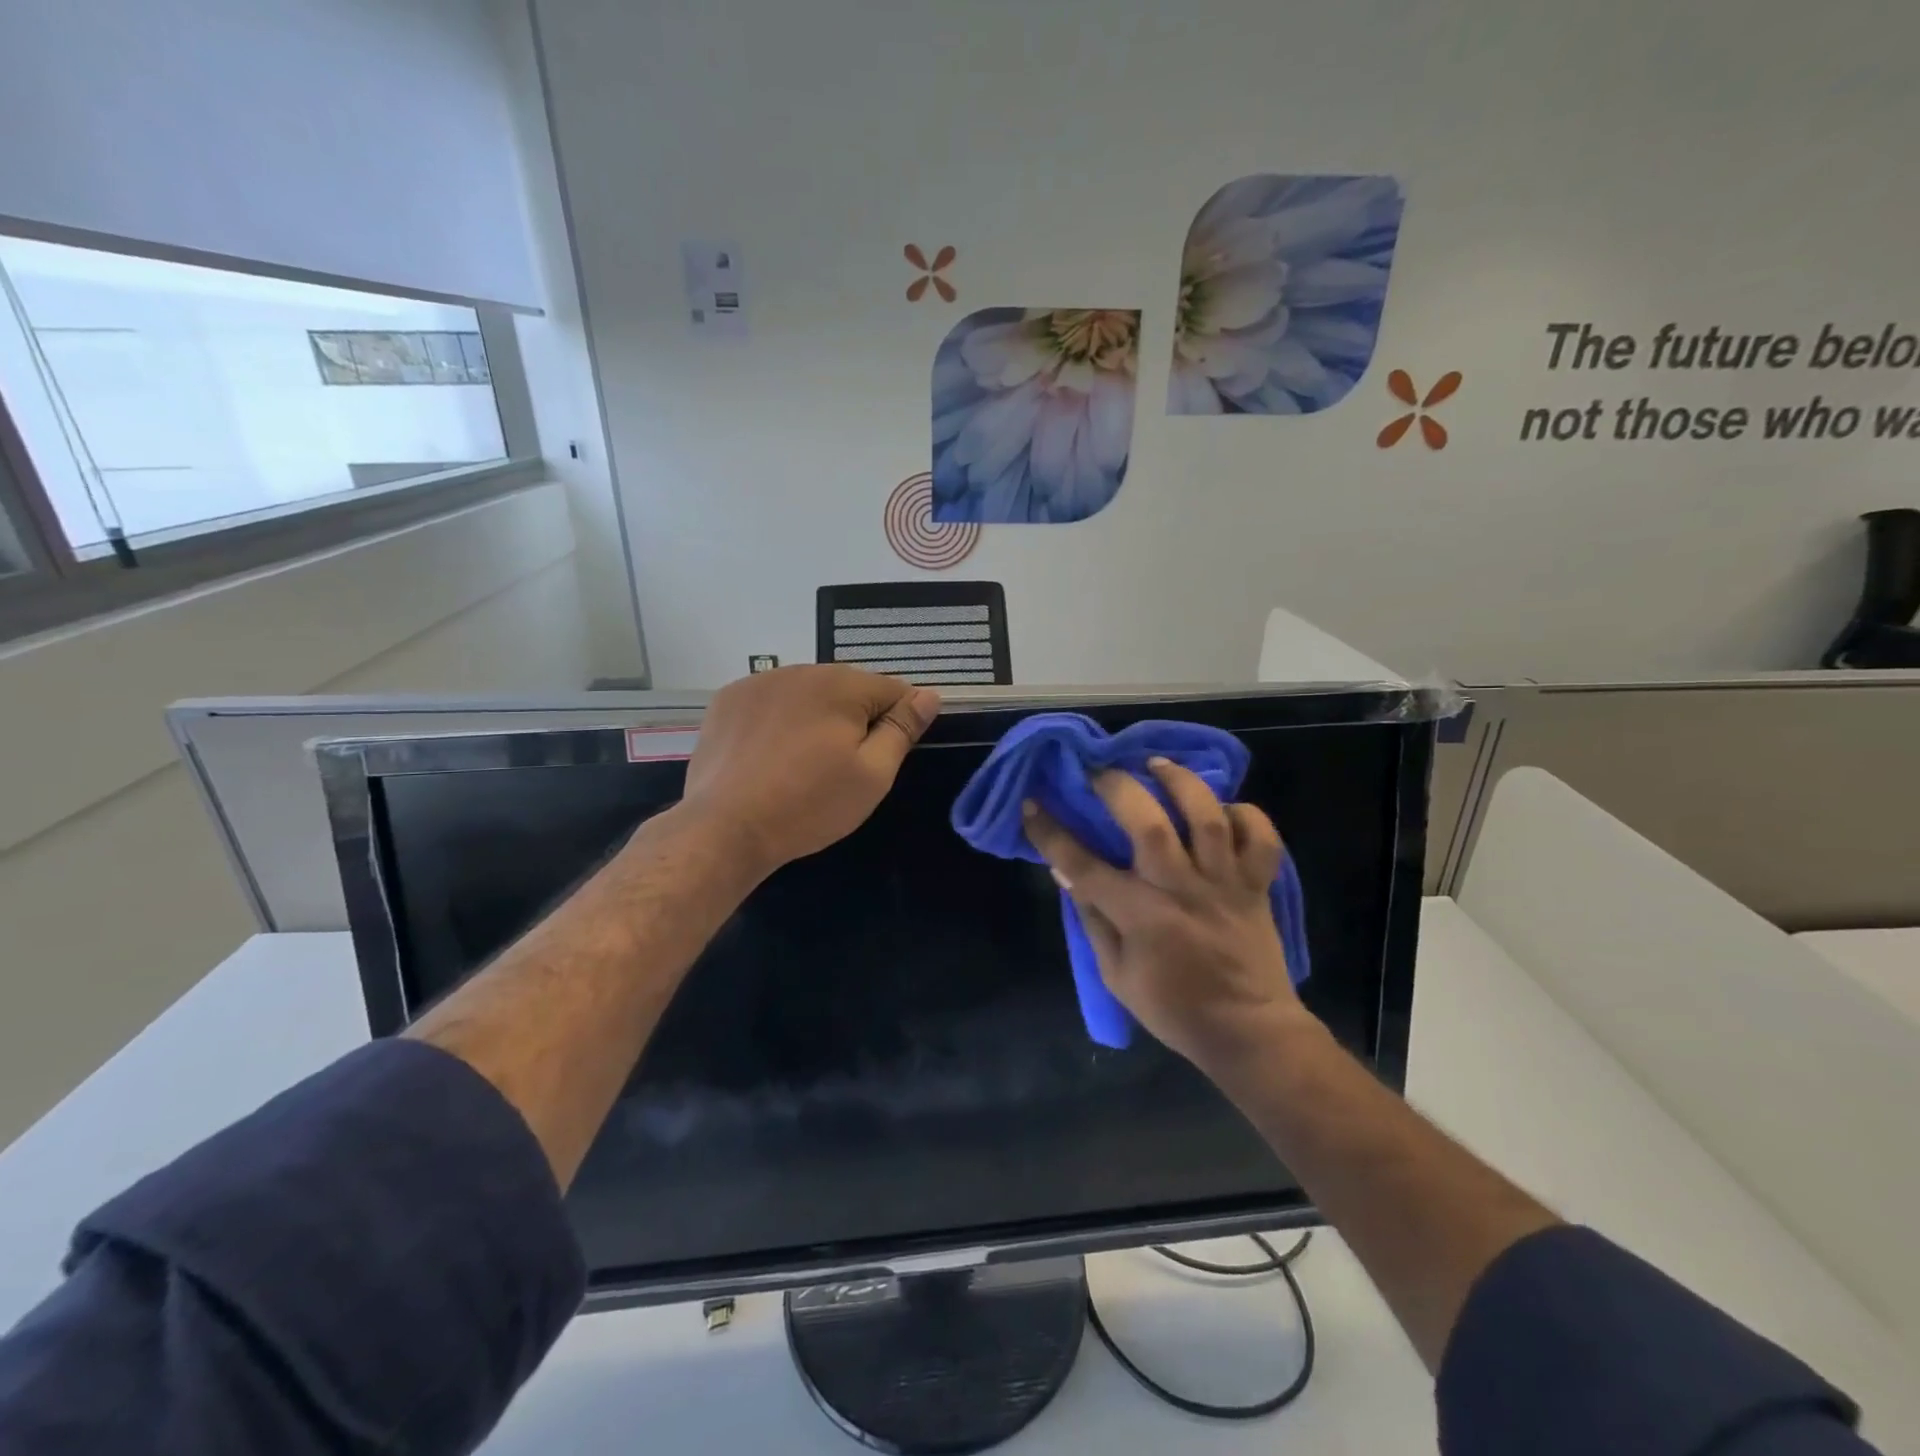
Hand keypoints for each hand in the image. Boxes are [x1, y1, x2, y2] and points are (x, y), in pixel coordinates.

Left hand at [680, 665, 941, 878]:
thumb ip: (902, 729)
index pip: (892, 689)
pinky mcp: (728, 700)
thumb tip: (929, 695)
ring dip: (816, 717)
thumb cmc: (809, 805)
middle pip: (848, 689)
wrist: (725, 828)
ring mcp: (758, 682)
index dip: (897, 723)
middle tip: (840, 768)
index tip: (882, 758)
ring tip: (803, 764)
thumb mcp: (872, 775)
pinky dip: (779, 720)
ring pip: (807, 694)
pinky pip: (771, 701)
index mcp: (841, 684)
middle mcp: (800, 670)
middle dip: (854, 719)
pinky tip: (770, 756)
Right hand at [1022, 758, 1312, 1069]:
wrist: (1248, 1032)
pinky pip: (1261, 839)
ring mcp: (1225, 883)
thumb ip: (1093, 921)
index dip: (1051, 833)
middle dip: (1118, 788)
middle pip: (1149, 824)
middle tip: (1100, 773)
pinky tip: (1223, 808)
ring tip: (1157, 765)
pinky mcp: (1257, 885)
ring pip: (1207, 817)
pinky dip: (1246, 815)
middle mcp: (1182, 889)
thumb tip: (1067, 873)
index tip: (1031, 805)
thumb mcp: (1117, 975)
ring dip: (1180, 783)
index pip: (1084, 865)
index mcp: (1142, 916)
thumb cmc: (1174, 1008)